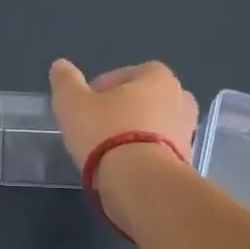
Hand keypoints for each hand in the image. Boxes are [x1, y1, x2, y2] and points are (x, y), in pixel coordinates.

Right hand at [48, 59, 197, 179]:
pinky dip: (145, 155)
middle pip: (149, 99)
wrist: (140, 183)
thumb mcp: (72, 103)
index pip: (134, 72)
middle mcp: (181, 101)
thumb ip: (66, 81)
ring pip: (157, 126)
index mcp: (159, 79)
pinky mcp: (186, 163)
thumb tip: (61, 65)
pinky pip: (162, 152)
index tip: (90, 101)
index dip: (109, 84)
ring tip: (111, 148)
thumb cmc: (106, 132)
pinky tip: (124, 167)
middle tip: (101, 123)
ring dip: (138, 132)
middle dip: (127, 108)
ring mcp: (188, 134)